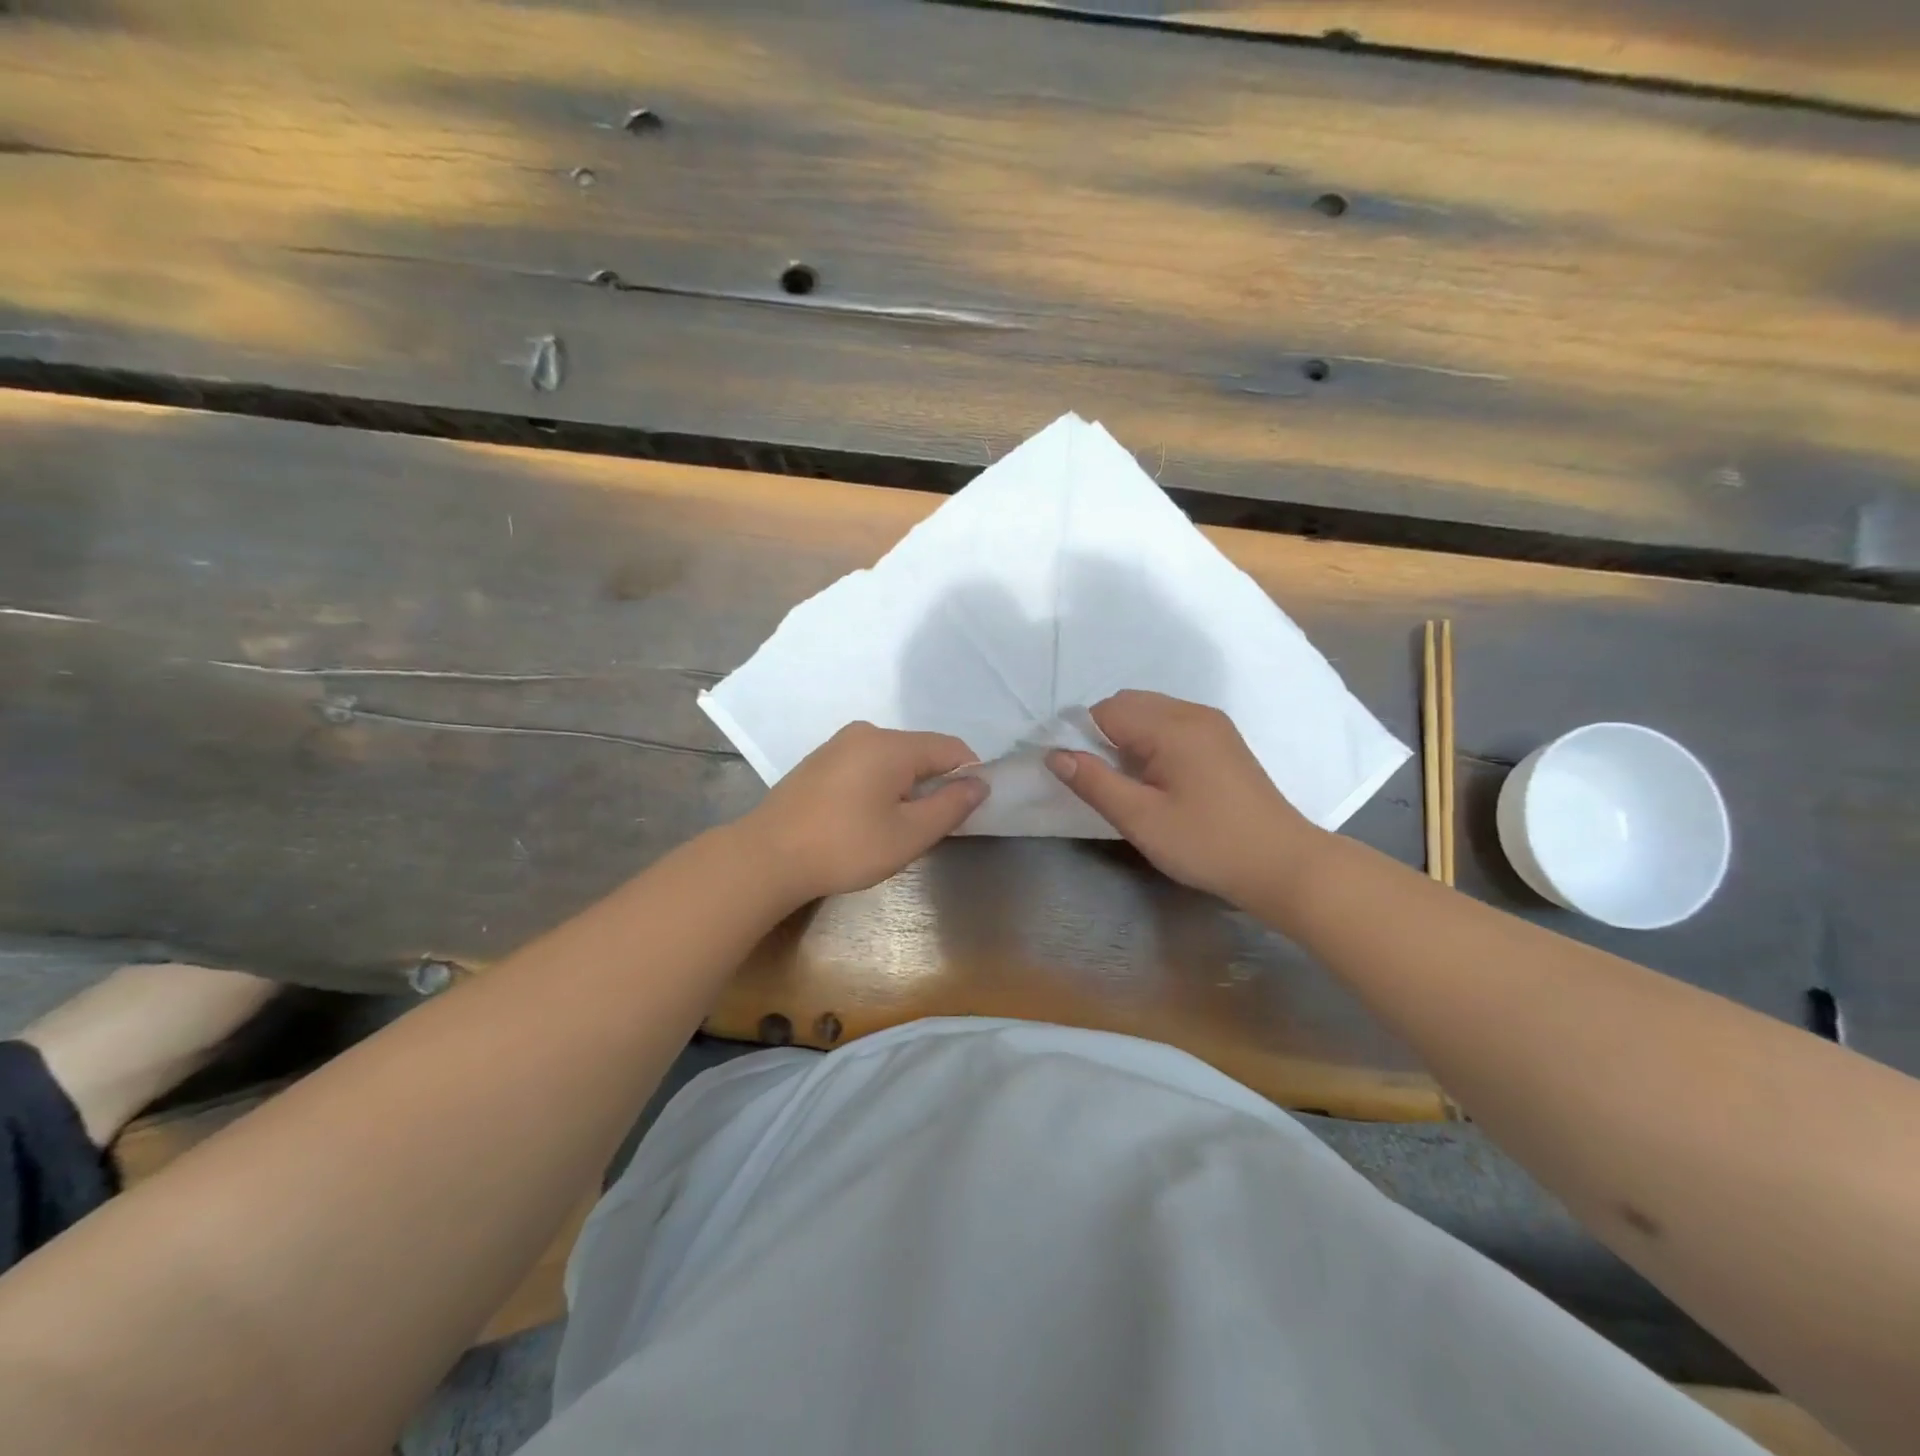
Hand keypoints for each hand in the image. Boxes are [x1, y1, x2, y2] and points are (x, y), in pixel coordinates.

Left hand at [738, 722, 986, 902]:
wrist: (766, 857)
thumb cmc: (844, 848)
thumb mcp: (908, 835)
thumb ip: (950, 806)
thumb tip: (980, 783)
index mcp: (891, 745)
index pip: (951, 748)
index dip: (969, 776)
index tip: (968, 811)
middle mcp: (866, 733)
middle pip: (921, 751)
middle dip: (935, 783)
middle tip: (930, 826)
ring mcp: (838, 744)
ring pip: (893, 758)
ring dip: (907, 786)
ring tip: (895, 826)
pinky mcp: (820, 761)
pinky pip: (867, 764)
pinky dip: (880, 785)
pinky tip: (865, 818)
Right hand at [1046, 690, 1321, 905]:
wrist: (1282, 864)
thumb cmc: (1206, 843)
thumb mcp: (1140, 819)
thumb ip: (1094, 782)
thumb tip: (1055, 754)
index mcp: (1171, 726)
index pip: (1106, 711)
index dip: (1082, 738)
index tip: (1081, 776)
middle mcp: (1193, 713)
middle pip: (1128, 704)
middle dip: (1104, 734)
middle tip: (1105, 781)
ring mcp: (1212, 724)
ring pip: (1151, 712)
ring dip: (1129, 737)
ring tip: (1132, 784)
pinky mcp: (1223, 740)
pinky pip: (1173, 724)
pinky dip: (1153, 741)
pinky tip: (1159, 779)